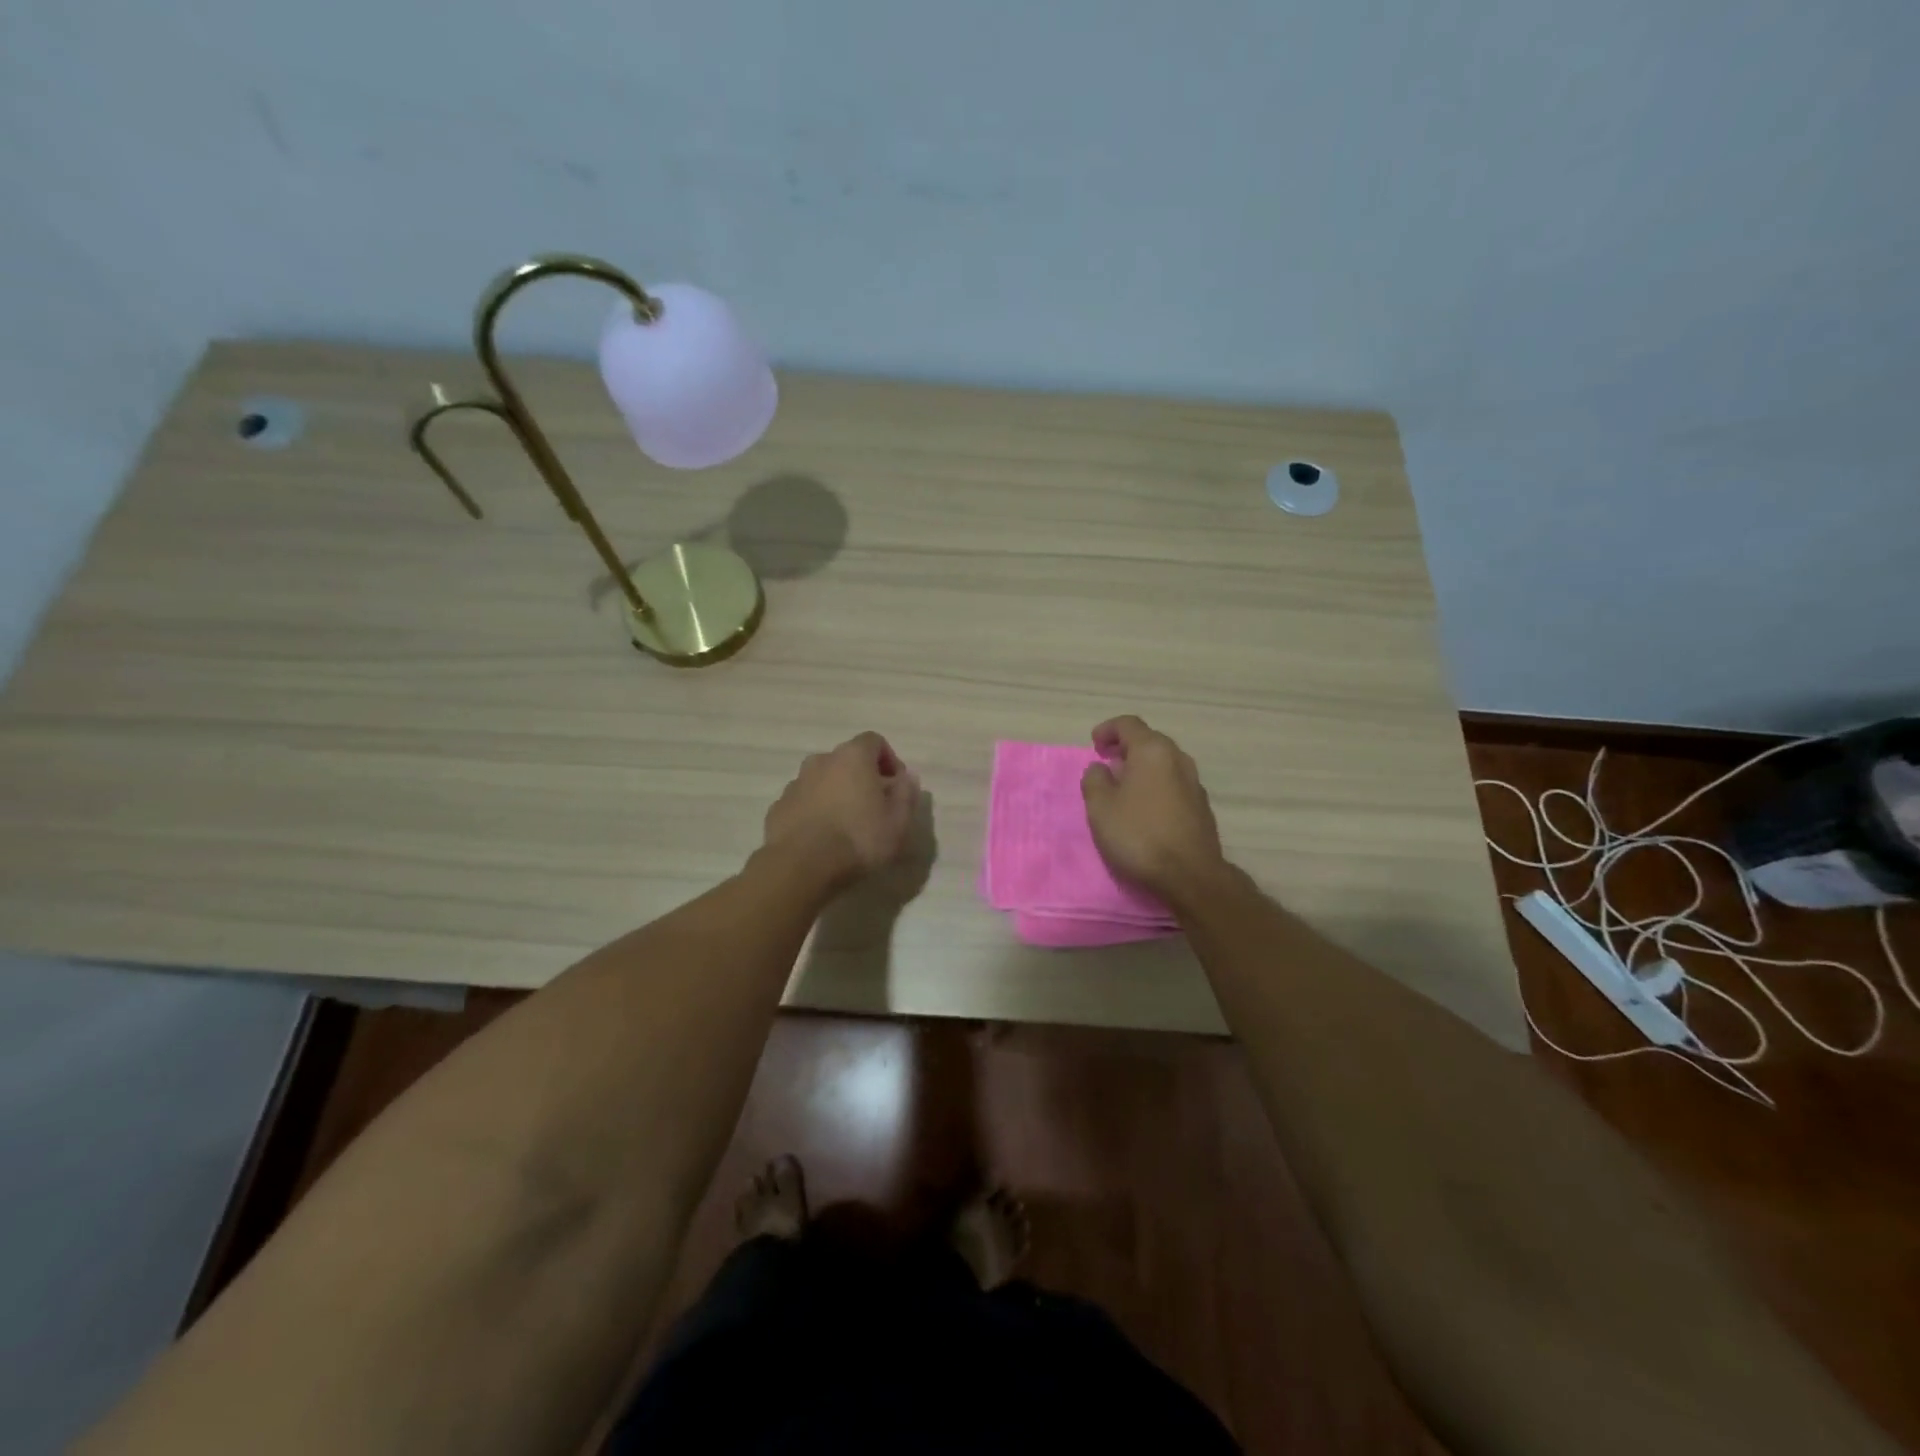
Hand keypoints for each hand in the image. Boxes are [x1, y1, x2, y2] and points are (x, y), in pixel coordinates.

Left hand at [763, 732, 919, 888]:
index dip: (889, 760)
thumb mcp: (898, 822)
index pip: (875, 741)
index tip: (896, 787)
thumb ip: (907, 794)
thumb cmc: (858, 839)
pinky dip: (815, 811)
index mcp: (853, 757)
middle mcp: (821, 760)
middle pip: (847, 760)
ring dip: (837, 793)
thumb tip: (906, 778)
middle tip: (874, 807)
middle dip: (862, 777)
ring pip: (823, 780)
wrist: (801, 866)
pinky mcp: (778, 806)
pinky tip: (822, 837)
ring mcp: (796, 782)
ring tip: (847, 825)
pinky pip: (804, 801)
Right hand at [1080, 715, 1225, 901]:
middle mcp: (1178, 758)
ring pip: (1163, 763)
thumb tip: (1101, 768)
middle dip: (1125, 748)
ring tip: (1123, 786)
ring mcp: (1194, 782)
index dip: (1107, 729)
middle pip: (1149, 741)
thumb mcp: (1100, 807)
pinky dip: (1155, 784)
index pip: (1128, 724)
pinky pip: (1173, 783)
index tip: (1094, 745)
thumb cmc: (1138, 834)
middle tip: (1106, 763)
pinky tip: (1144, 807)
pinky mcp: (1201, 806)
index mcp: (1153, 751)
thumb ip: (1094, 780)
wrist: (1190, 875)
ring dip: (1141, 767)